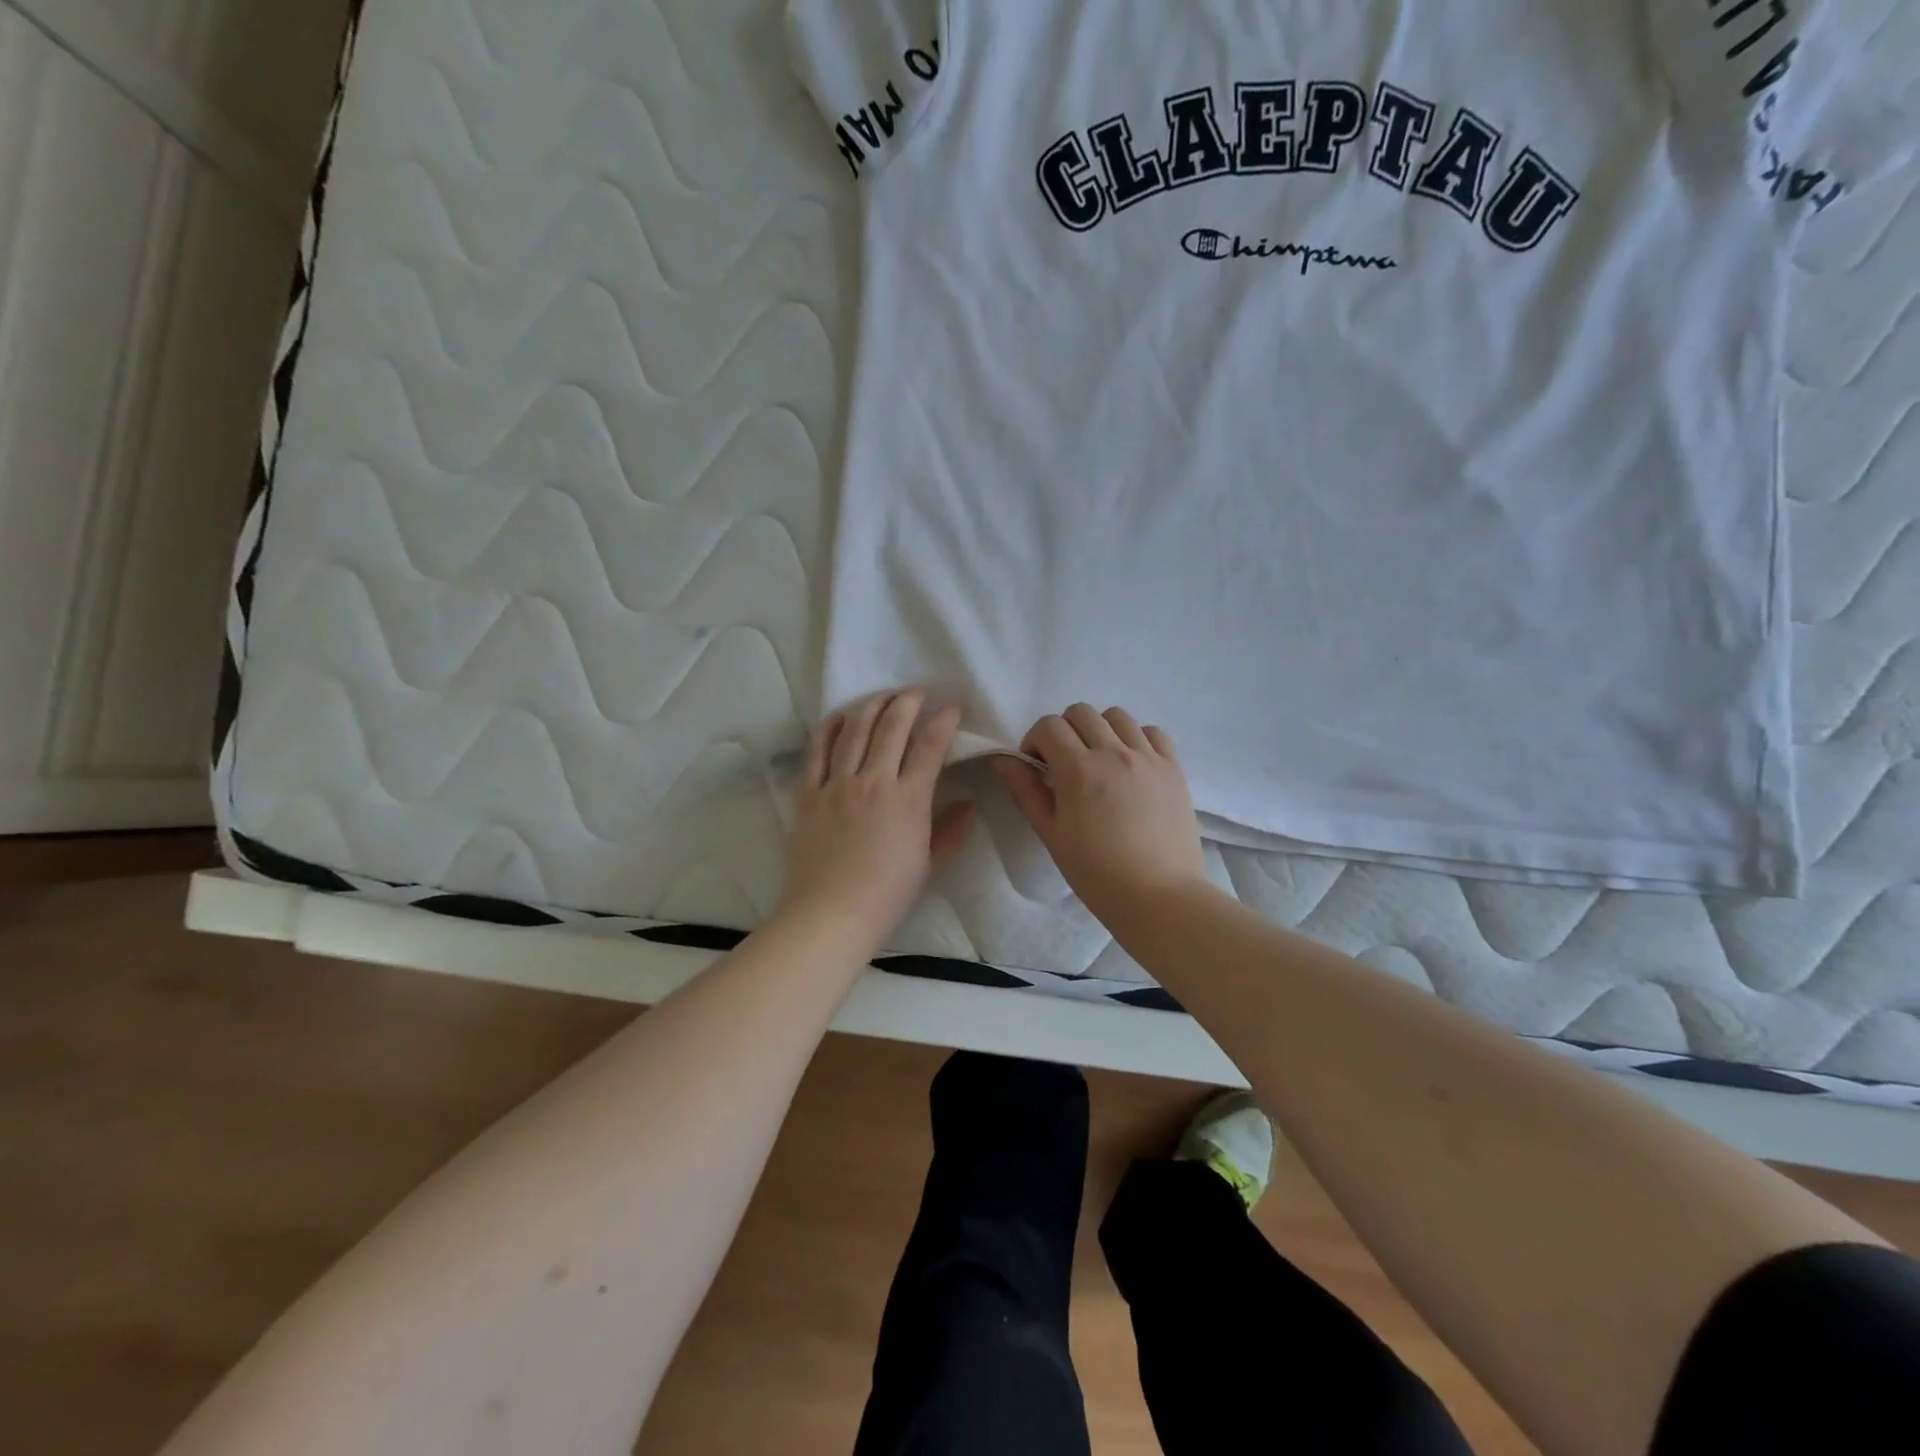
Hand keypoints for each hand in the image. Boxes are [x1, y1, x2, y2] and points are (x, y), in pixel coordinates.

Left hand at [775, 690, 975, 954]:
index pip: (930, 747)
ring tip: (884, 696)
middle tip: (918, 692)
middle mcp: (873, 782)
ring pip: (855, 730)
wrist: (830, 915)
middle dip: (909, 702)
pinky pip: (818, 750)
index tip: (952, 707)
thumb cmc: (886, 896)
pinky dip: (830, 727)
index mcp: (908, 800)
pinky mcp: (808, 793)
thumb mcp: (929, 865)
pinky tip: (841, 715)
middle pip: (892, 727)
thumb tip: (968, 804)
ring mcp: (837, 784)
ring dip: (872, 705)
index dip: (944, 721)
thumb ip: (951, 831)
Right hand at [994, 704, 1208, 922]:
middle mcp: (1115, 752)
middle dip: (1064, 730)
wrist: (1159, 897)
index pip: (1049, 726)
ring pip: (1117, 716)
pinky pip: (1152, 732)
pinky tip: (1131, 763)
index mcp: (1079, 769)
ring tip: (1099, 760)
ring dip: (1099, 729)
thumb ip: (1026, 790)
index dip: (1035, 740)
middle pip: (1081, 712)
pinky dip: (1136, 738)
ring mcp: (1148, 757)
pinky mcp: (1174, 768)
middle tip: (1064, 762)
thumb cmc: (1096, 872)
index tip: (1036, 765)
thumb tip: (1002, 759)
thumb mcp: (1051, 833)